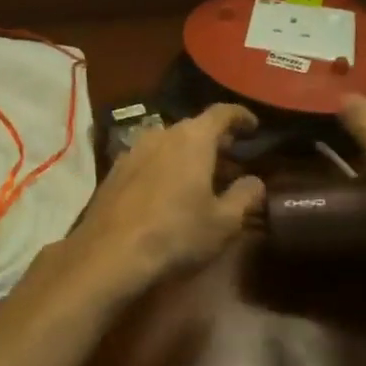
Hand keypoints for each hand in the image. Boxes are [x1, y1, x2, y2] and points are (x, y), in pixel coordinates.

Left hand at [70, 104, 266, 293]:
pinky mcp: (114, 171)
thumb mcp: (224, 221)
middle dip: (214, 140)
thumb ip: (245, 196)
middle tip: (231, 158)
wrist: (110, 252)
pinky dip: (164, 166)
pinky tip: (168, 189)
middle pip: (193, 128)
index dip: (240, 116)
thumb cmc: (176, 233)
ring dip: (187, 154)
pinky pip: (148, 159)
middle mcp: (160, 134)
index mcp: (192, 138)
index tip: (253, 126)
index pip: (221, 113)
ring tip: (201, 176)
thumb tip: (255, 181)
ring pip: (168, 143)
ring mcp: (132, 150)